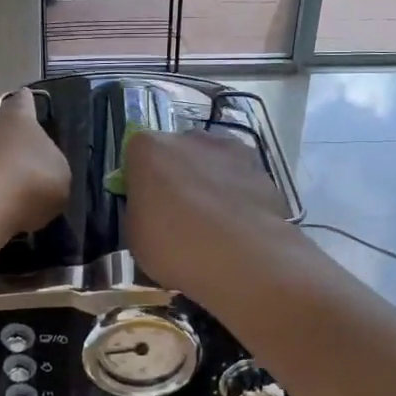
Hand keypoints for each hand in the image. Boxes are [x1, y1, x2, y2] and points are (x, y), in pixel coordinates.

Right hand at [123, 128, 294, 293]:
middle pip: (177, 153)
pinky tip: (240, 225)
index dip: (141, 181)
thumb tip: (150, 208)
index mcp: (149, 148)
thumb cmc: (175, 246)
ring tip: (215, 222)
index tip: (147, 206)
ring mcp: (229, 148)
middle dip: (177, 176)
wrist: (241, 257)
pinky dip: (238, 194)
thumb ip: (140, 210)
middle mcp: (189, 137)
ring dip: (210, 182)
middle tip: (180, 215)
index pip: (137, 155)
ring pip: (212, 162)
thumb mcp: (135, 236)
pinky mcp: (260, 166)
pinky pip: (240, 177)